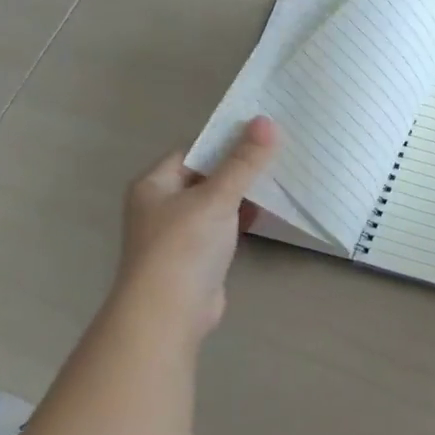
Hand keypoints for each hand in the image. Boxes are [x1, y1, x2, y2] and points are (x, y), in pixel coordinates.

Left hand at [112, 116, 278, 336]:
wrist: (169, 314)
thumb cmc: (184, 246)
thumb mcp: (217, 197)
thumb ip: (244, 161)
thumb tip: (267, 121)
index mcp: (154, 184)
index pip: (194, 151)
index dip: (225, 141)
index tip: (261, 133)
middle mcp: (162, 205)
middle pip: (207, 175)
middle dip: (239, 167)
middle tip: (278, 153)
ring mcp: (179, 233)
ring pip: (216, 202)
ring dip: (243, 194)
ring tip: (279, 178)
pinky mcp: (197, 256)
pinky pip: (223, 227)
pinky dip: (242, 219)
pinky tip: (267, 213)